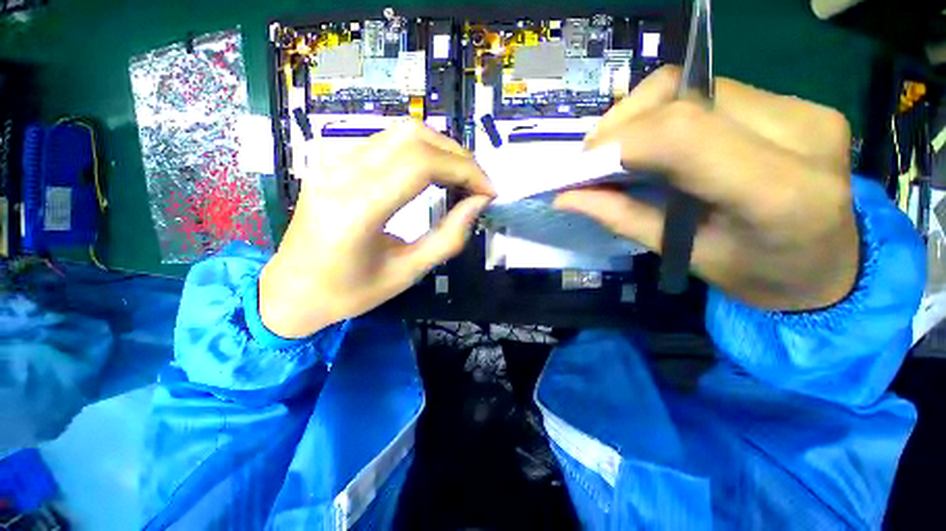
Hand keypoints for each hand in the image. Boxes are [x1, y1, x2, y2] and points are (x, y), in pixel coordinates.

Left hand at [260, 121, 494, 337]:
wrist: (292, 288)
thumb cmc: (349, 292)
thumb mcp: (407, 273)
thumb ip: (448, 237)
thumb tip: (478, 203)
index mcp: (356, 208)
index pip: (422, 164)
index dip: (465, 171)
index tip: (489, 191)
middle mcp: (339, 171)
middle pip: (414, 137)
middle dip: (458, 157)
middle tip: (478, 185)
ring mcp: (331, 158)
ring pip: (402, 131)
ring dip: (441, 151)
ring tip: (460, 180)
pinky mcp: (331, 158)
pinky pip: (386, 140)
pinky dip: (420, 151)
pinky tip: (431, 174)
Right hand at [555, 66, 858, 310]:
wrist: (830, 267)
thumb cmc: (757, 276)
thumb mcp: (683, 256)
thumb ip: (622, 218)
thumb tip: (566, 197)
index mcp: (776, 193)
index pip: (681, 134)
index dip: (618, 142)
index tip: (581, 168)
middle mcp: (798, 134)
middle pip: (682, 94)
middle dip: (620, 124)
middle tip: (593, 159)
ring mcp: (802, 109)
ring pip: (692, 83)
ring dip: (639, 115)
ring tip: (619, 151)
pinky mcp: (795, 102)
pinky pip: (708, 90)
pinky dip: (665, 113)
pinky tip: (655, 142)